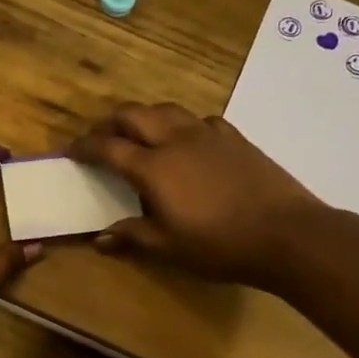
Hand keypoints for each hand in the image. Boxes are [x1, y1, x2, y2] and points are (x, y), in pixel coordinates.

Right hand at [67, 103, 322, 285]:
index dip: (85, 147)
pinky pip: (199, 120)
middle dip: (110, 123)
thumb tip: (100, 238)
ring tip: (139, 134)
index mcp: (153, 167)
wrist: (287, 234)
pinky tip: (187, 142)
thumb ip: (132, 236)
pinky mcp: (234, 137)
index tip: (71, 151)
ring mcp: (208, 134)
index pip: (108, 147)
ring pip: (166, 110)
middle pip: (134, 115)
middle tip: (101, 139)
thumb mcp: (168, 247)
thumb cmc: (219, 245)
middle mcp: (176, 140)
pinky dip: (182, 125)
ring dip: (145, 117)